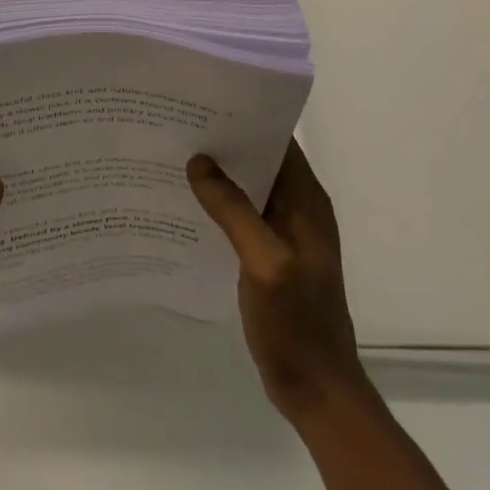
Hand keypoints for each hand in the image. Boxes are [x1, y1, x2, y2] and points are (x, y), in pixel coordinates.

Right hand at [188, 142, 367, 427]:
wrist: (315, 388)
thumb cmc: (296, 322)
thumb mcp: (265, 262)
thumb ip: (233, 210)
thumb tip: (199, 161)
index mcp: (306, 201)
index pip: (279, 140)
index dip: (246, 117)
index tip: (204, 101)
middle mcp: (298, 208)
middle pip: (260, 159)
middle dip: (224, 141)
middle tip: (177, 123)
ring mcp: (283, 232)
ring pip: (247, 187)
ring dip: (218, 173)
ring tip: (173, 154)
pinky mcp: (268, 254)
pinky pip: (240, 214)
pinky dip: (217, 203)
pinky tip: (185, 202)